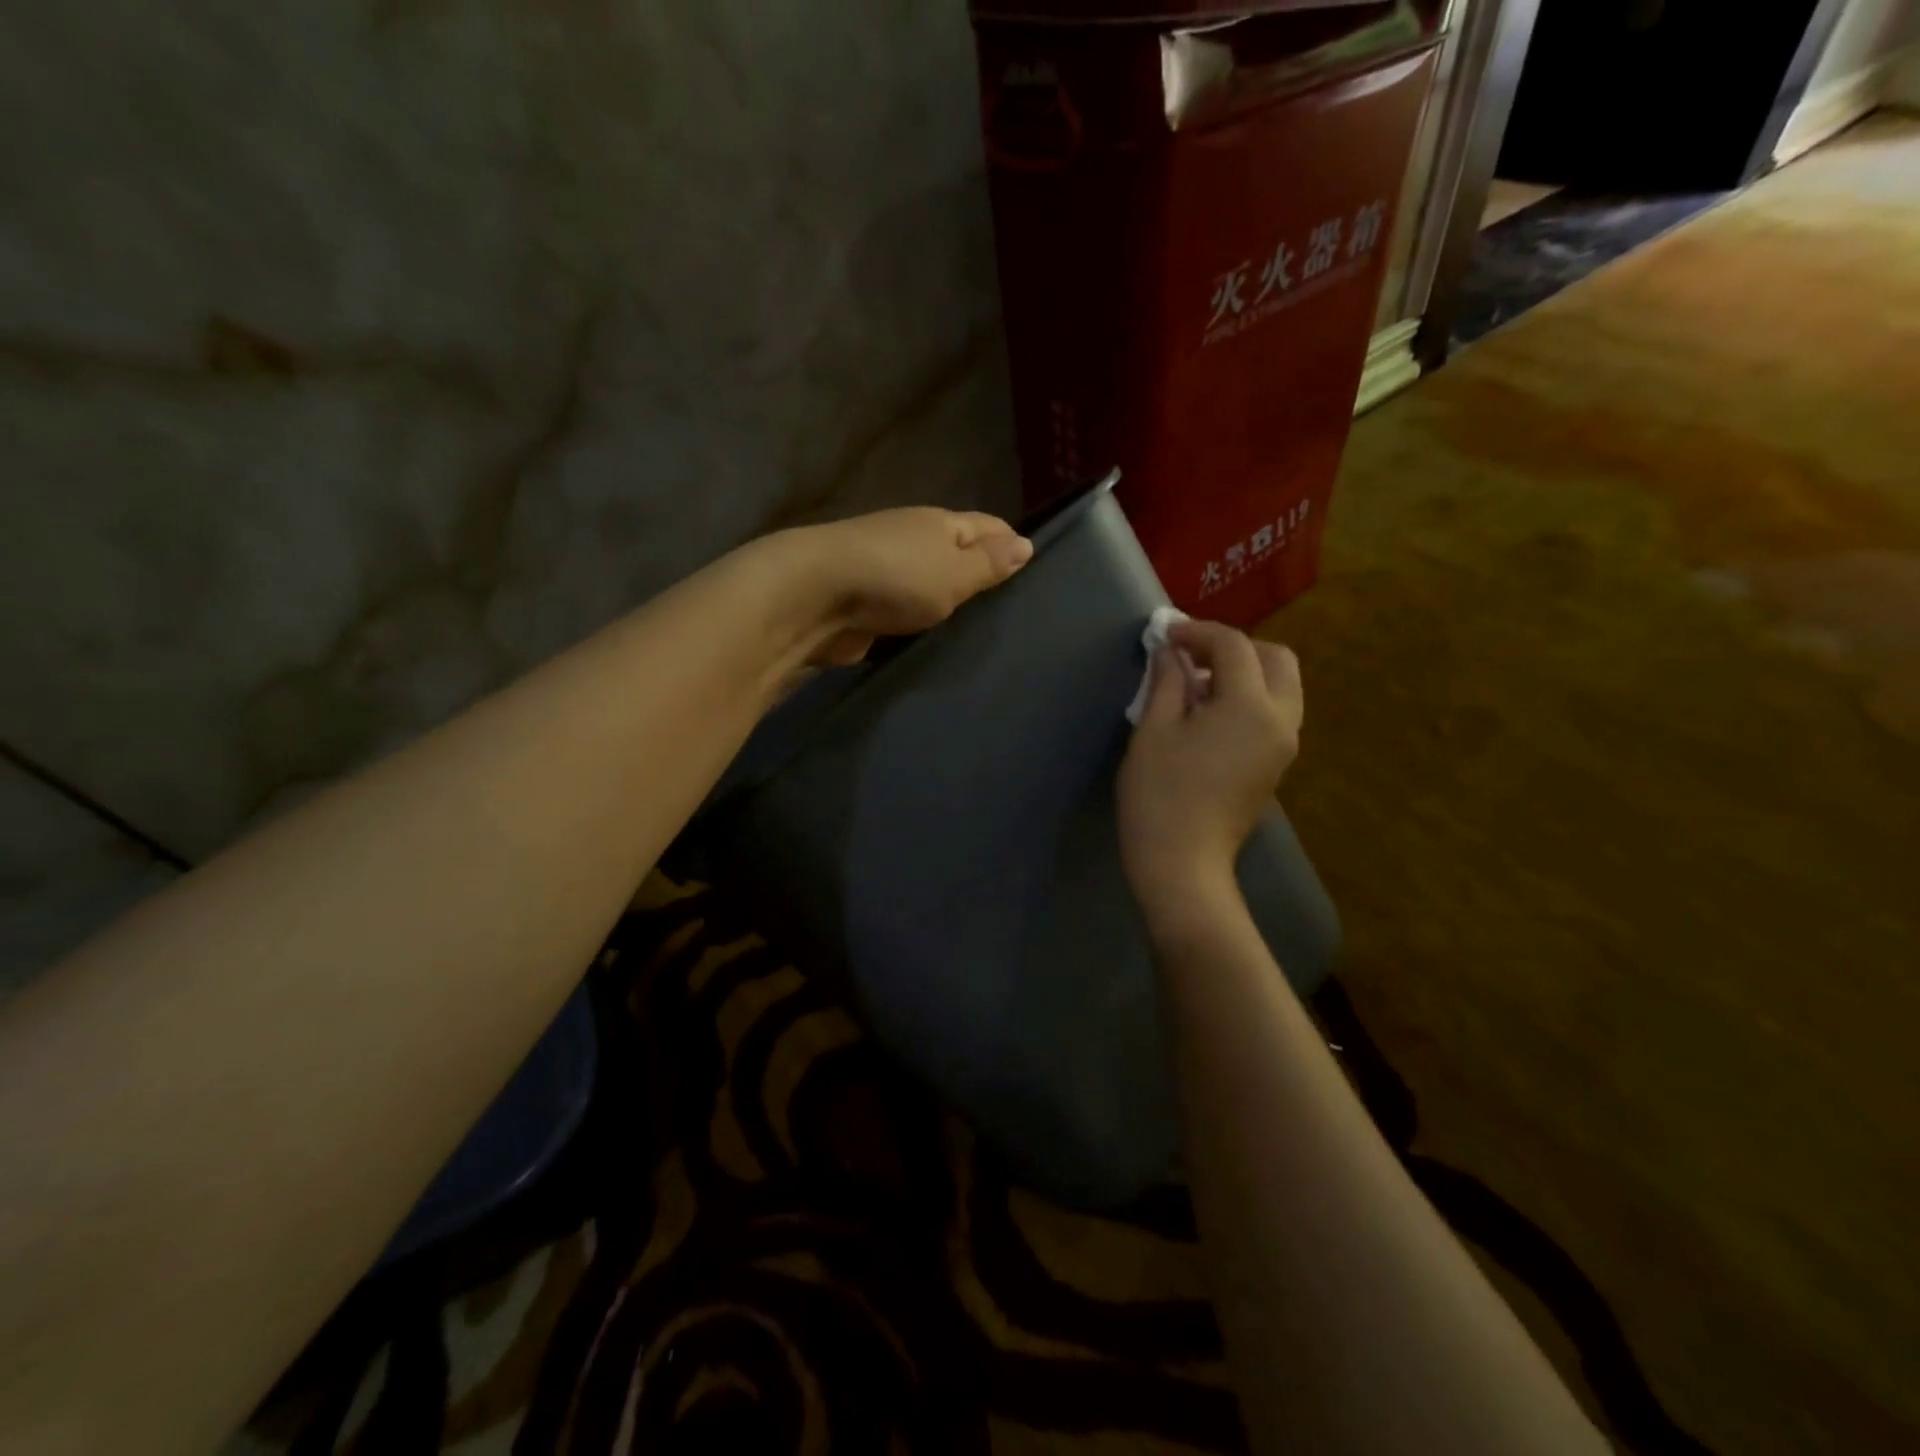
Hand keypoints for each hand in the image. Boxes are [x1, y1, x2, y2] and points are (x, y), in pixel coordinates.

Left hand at [779, 508, 1033, 666]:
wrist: (814, 598)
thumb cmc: (896, 578)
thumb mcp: (955, 572)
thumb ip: (989, 564)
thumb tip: (1026, 544)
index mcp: (939, 524)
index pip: (987, 526)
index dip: (1010, 543)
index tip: (1032, 570)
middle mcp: (912, 540)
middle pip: (955, 553)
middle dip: (979, 574)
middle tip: (1009, 609)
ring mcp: (884, 572)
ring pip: (927, 584)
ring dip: (945, 601)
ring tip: (976, 630)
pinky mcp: (864, 605)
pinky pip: (903, 612)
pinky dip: (918, 622)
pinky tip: (933, 641)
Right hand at [1117, 620, 1302, 929]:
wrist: (1182, 863)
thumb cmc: (1160, 794)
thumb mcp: (1154, 730)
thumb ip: (1167, 681)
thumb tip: (1170, 653)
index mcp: (1251, 707)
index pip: (1234, 647)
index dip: (1198, 632)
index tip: (1166, 634)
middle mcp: (1281, 720)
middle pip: (1275, 659)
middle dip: (1235, 647)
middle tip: (1191, 655)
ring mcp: (1284, 745)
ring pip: (1281, 686)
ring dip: (1245, 671)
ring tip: (1197, 683)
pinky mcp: (1276, 764)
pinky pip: (1274, 712)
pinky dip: (1249, 697)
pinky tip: (1209, 712)